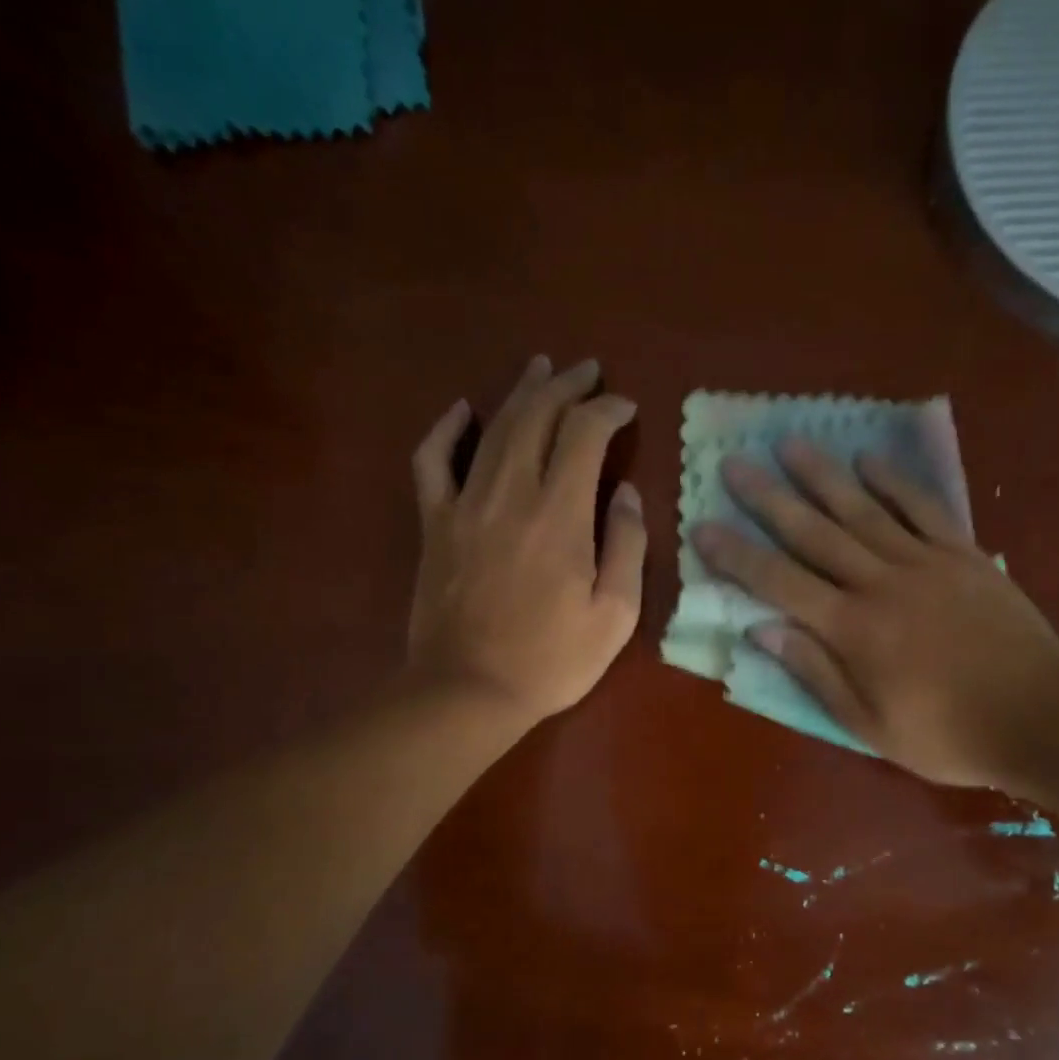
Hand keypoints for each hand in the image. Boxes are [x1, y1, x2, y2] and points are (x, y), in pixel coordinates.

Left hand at [406, 355, 645, 726]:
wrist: (468, 690)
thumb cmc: (551, 660)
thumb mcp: (614, 615)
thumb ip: (627, 547)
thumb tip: (626, 494)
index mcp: (561, 515)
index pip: (585, 434)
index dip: (608, 410)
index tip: (625, 407)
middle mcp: (511, 493)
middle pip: (537, 416)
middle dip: (566, 386)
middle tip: (587, 370)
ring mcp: (465, 504)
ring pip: (494, 428)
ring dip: (521, 392)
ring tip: (541, 369)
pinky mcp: (435, 524)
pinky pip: (432, 460)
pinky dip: (446, 429)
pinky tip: (463, 410)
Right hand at [691, 439, 1058, 788]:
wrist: (1040, 717)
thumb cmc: (946, 734)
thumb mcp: (869, 725)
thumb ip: (815, 673)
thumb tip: (762, 630)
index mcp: (852, 629)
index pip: (780, 583)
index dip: (738, 555)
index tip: (703, 525)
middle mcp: (880, 583)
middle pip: (815, 533)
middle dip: (770, 498)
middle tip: (736, 463)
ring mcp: (925, 562)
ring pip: (863, 510)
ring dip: (823, 476)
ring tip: (790, 443)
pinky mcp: (964, 555)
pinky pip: (924, 508)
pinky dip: (894, 482)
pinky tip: (869, 459)